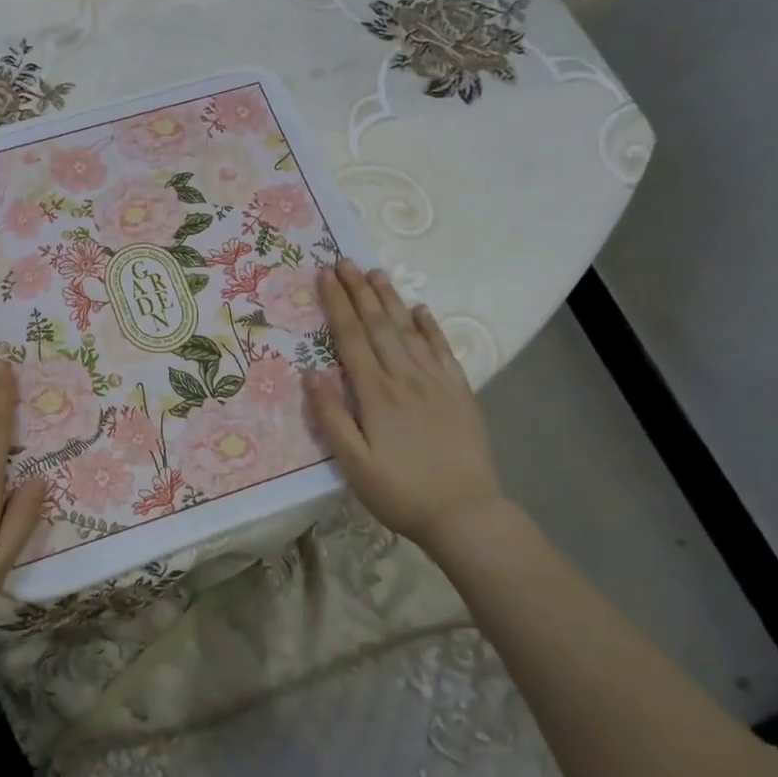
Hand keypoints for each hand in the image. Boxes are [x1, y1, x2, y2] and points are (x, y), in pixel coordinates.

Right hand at [303, 260, 506, 550]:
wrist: (466, 515)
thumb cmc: (400, 492)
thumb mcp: (354, 465)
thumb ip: (331, 418)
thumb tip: (312, 374)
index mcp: (376, 394)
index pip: (352, 338)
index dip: (338, 305)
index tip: (325, 276)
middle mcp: (406, 378)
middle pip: (379, 325)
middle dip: (360, 291)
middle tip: (345, 261)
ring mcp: (436, 383)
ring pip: (409, 331)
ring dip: (391, 300)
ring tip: (376, 274)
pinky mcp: (459, 394)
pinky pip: (443, 351)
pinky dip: (430, 328)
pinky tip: (420, 311)